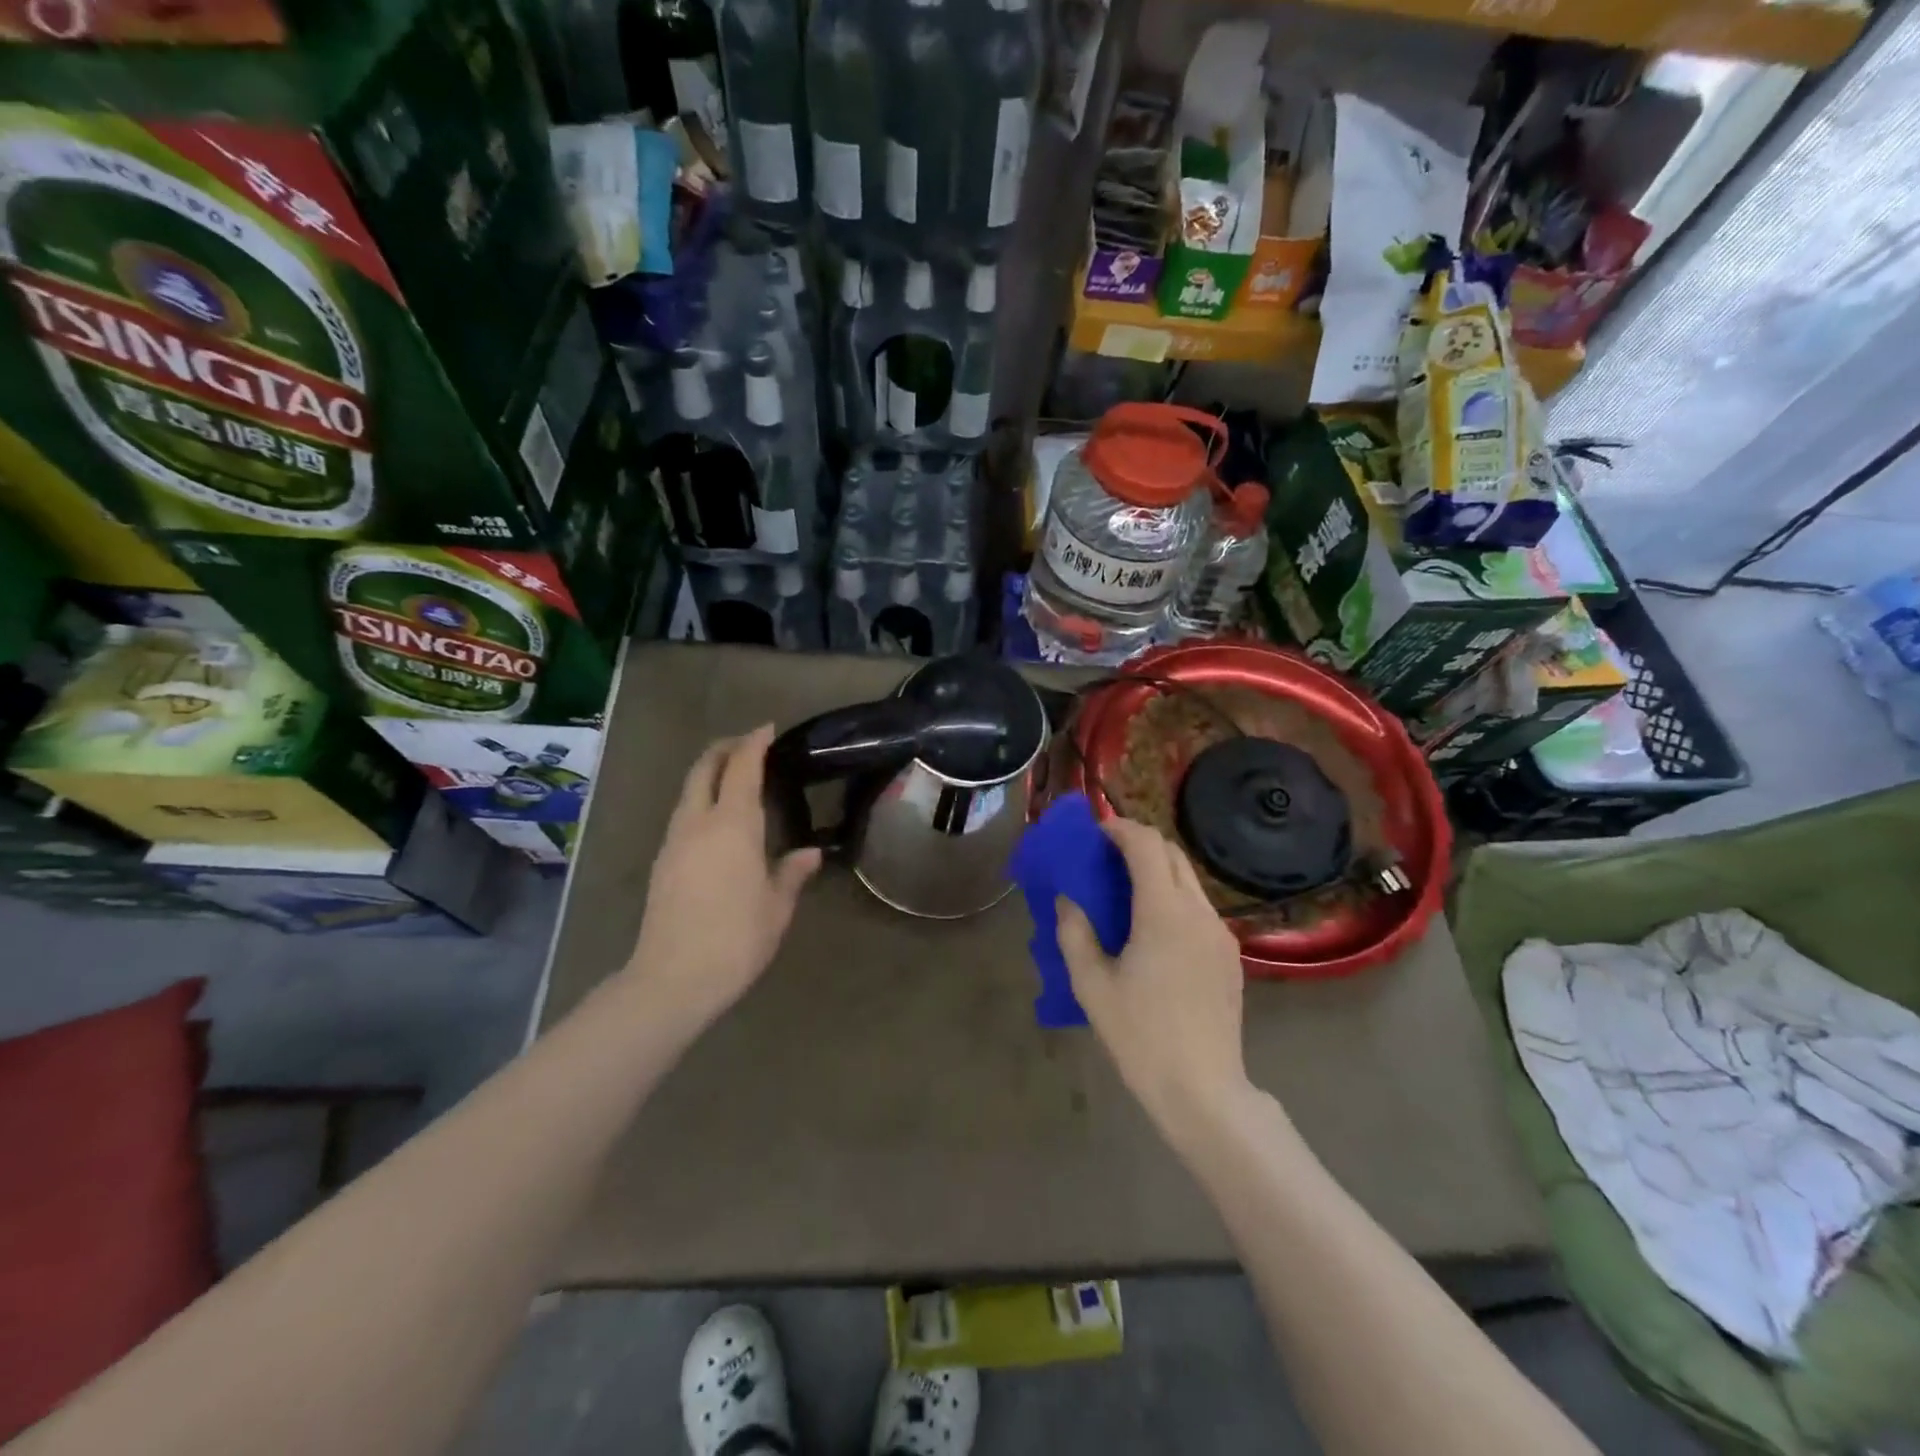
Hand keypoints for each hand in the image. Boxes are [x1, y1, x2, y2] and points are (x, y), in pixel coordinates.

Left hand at [626, 725, 820, 1031]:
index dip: (754, 743)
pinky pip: (683, 814)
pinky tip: (718, 821)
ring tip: (736, 779)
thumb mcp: (777, 906)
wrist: (672, 978)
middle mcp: (698, 822)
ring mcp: (674, 841)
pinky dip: (701, 800)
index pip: (742, 768)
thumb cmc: (736, 938)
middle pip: (705, 768)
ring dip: (710, 774)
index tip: (767, 728)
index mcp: (732, 825)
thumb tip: (810, 854)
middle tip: (749, 745)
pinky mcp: (662, 862)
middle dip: (725, 748)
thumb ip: (792, 873)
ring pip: (689, 791)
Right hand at [1056, 816, 1254, 1142]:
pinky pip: (1199, 908)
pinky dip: (1174, 898)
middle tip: (1106, 858)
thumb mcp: (1092, 985)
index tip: (1097, 832)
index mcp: (1164, 912)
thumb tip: (1068, 900)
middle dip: (1139, 844)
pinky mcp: (1230, 955)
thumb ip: (1075, 932)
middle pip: (1172, 854)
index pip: (1147, 845)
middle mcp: (1198, 911)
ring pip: (1189, 880)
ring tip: (1126, 893)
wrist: (1203, 1089)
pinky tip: (1153, 930)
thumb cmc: (1140, 1035)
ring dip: (1158, 871)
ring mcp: (1220, 933)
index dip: (1121, 829)